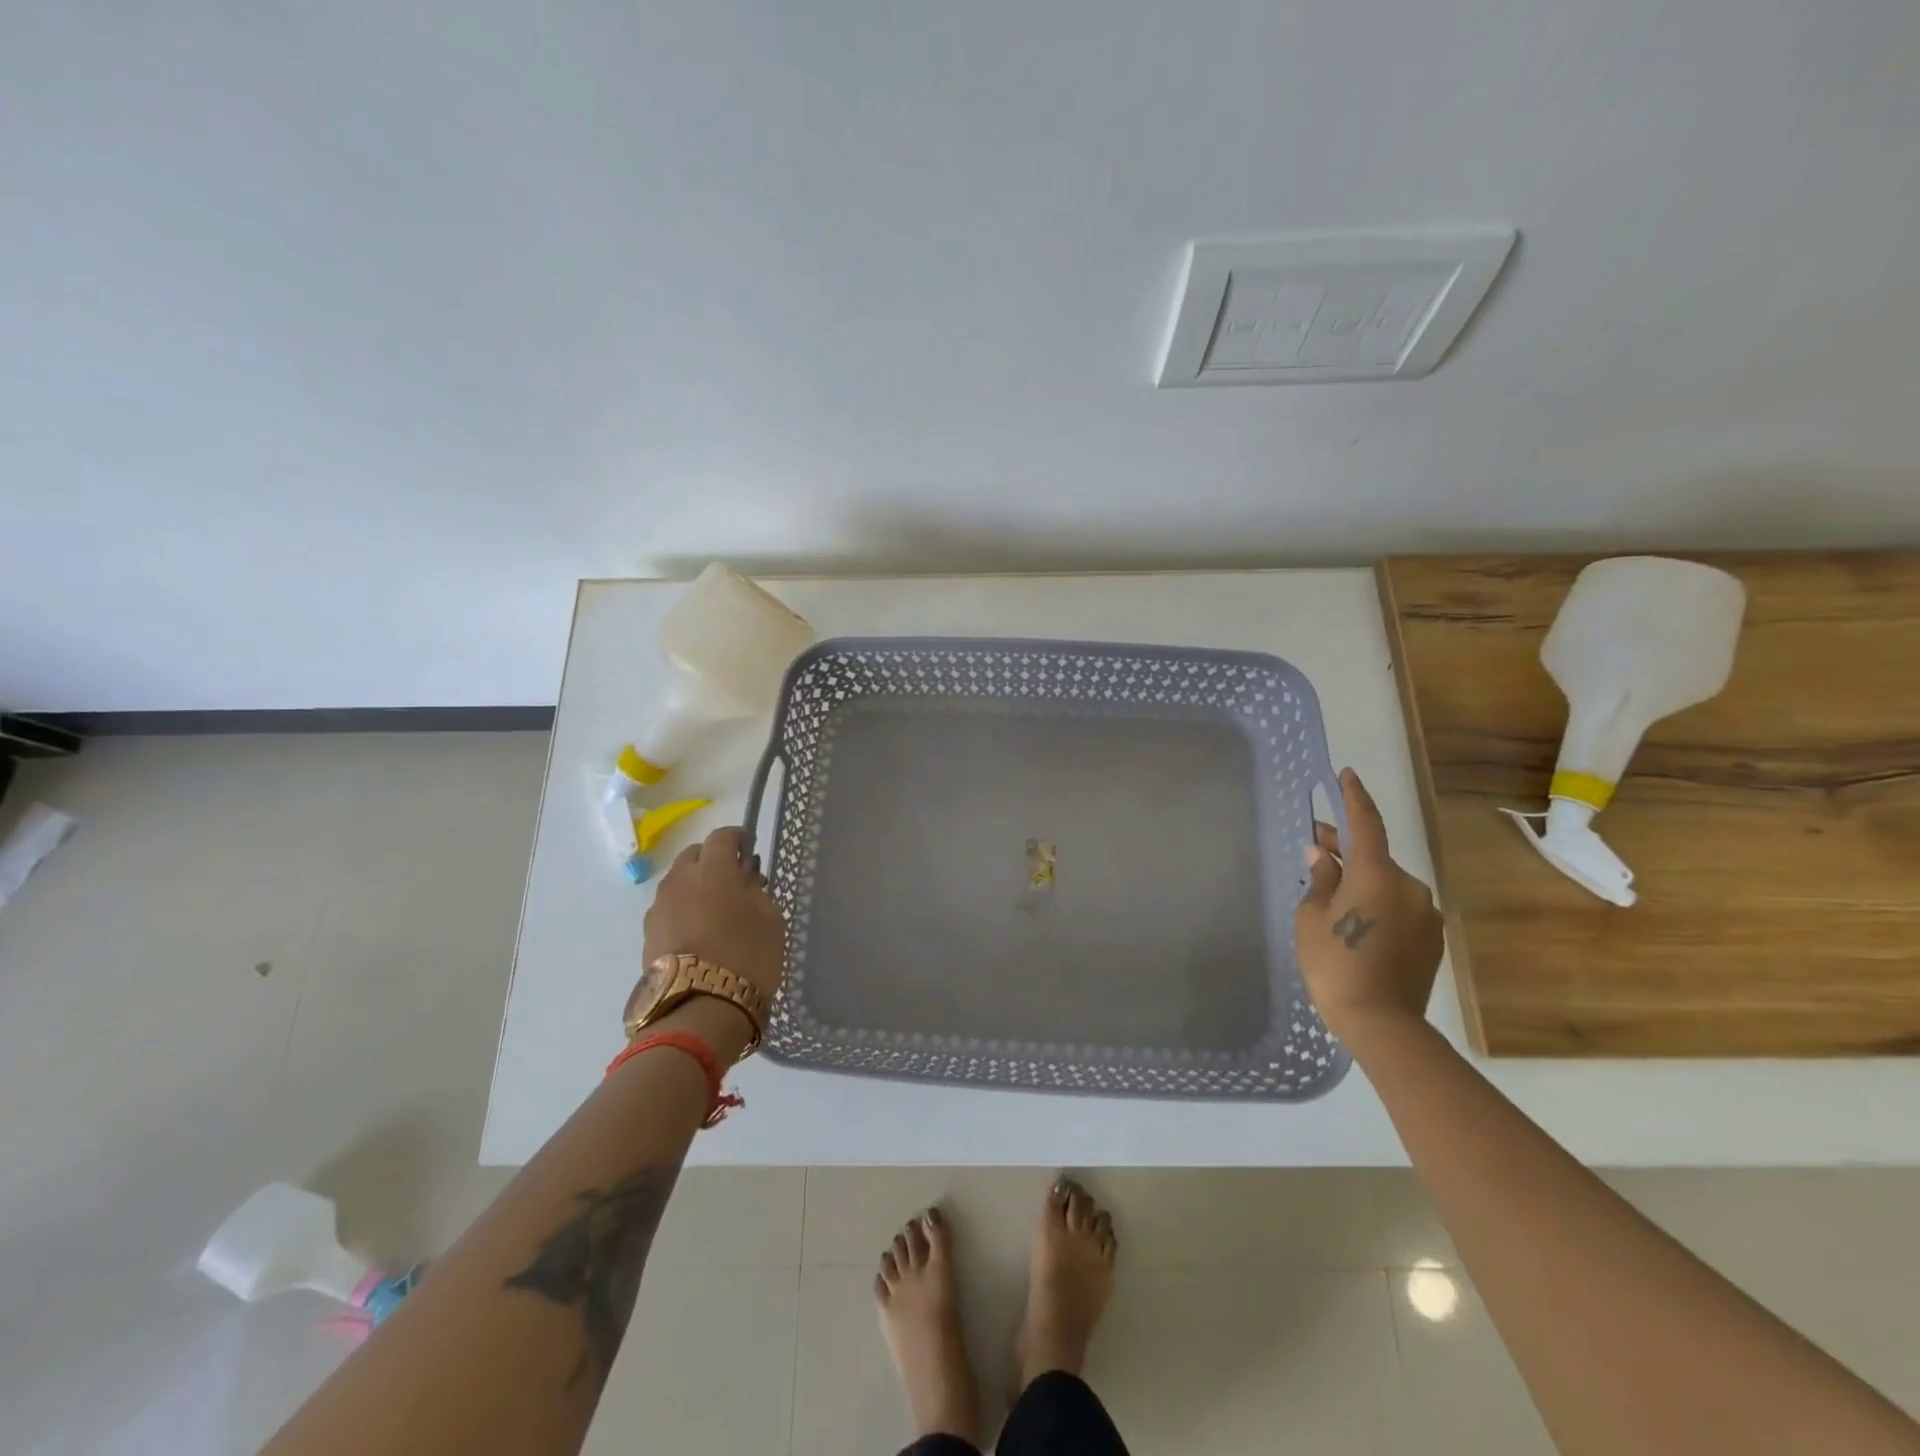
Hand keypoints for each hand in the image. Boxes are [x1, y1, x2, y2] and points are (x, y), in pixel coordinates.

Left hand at [641, 826, 786, 1002]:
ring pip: (678, 883)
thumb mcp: (770, 918)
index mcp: (713, 868)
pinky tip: (698, 932)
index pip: (722, 837)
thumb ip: (756, 890)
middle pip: (694, 855)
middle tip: (733, 880)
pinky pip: (669, 909)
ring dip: (695, 886)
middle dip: (712, 860)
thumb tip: (744, 880)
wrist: (700, 1009)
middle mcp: (680, 880)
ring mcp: (659, 908)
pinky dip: (683, 911)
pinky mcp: (648, 935)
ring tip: (715, 909)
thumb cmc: (747, 955)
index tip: (749, 848)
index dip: (737, 838)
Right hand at [1293, 768, 1444, 1045]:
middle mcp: (1408, 886)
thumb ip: (1319, 881)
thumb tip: (1322, 856)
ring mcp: (1425, 914)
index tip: (1347, 774)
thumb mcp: (1312, 918)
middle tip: (1316, 845)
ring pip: (1387, 884)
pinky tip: (1355, 921)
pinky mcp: (1431, 939)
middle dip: (1345, 849)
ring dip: (1361, 880)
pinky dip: (1377, 903)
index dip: (1354, 797)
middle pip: (1374, 856)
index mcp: (1377, 874)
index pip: (1366, 823)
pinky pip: (1399, 908)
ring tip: (1331, 892)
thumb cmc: (1335, 964)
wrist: (1382, 1023)